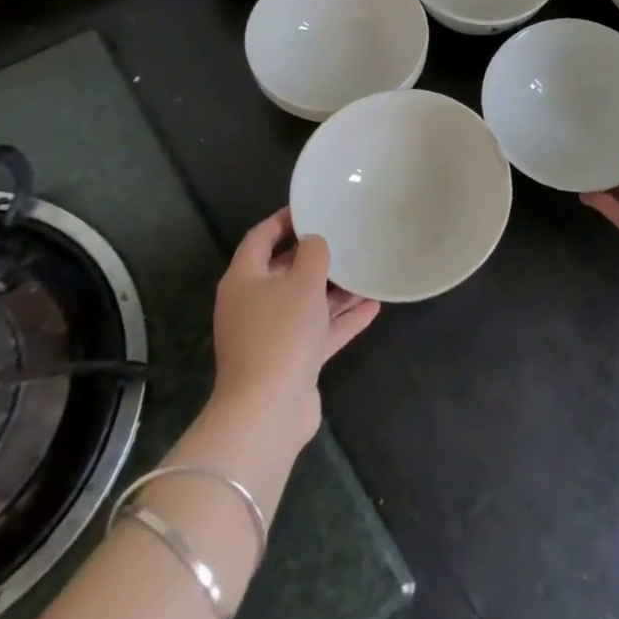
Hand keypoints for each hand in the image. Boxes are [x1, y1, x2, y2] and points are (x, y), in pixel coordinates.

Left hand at [208, 208, 379, 447]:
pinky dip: (341, 319)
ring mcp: (271, 335)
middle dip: (317, 257)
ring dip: (335, 290)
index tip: (314, 207)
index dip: (285, 219)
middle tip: (348, 237)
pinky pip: (318, 331)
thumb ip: (313, 254)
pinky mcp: (290, 361)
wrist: (267, 412)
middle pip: (285, 271)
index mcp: (244, 280)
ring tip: (368, 271)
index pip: (261, 237)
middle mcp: (253, 304)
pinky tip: (373, 307)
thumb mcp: (302, 282)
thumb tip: (315, 241)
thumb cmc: (281, 334)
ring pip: (306, 302)